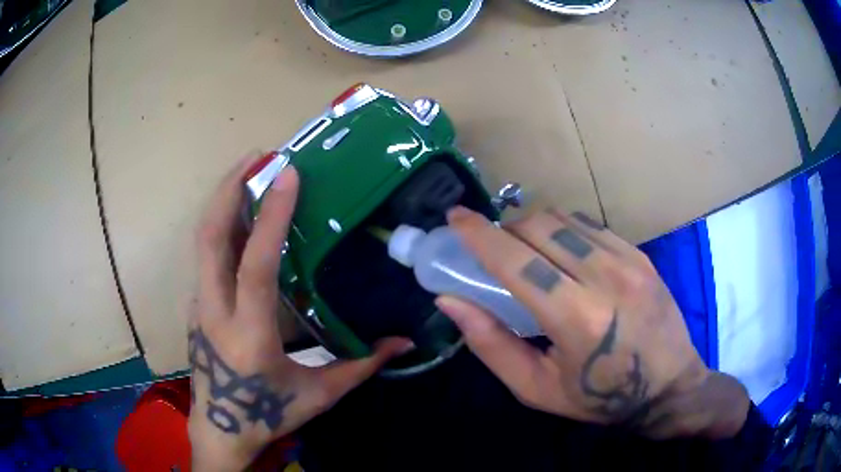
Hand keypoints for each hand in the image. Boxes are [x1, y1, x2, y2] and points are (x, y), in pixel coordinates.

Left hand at [187, 155, 411, 470]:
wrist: (221, 428)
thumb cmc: (268, 414)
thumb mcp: (319, 394)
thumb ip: (361, 366)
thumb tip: (405, 343)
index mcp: (250, 335)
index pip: (255, 266)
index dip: (271, 217)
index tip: (287, 174)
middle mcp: (215, 312)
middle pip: (210, 237)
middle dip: (230, 188)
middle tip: (258, 155)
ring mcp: (199, 305)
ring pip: (203, 240)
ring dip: (224, 198)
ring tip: (250, 169)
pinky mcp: (197, 303)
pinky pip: (207, 254)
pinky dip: (222, 223)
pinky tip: (243, 213)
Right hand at [436, 207, 749, 438]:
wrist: (669, 387)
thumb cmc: (600, 398)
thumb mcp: (536, 388)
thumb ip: (491, 344)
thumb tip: (451, 301)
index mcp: (575, 318)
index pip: (515, 260)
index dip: (478, 234)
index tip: (455, 217)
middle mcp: (604, 278)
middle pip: (538, 227)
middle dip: (505, 230)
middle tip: (495, 251)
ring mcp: (628, 260)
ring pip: (564, 218)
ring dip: (534, 227)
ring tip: (529, 252)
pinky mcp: (640, 255)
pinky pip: (590, 224)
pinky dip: (564, 229)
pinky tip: (564, 253)